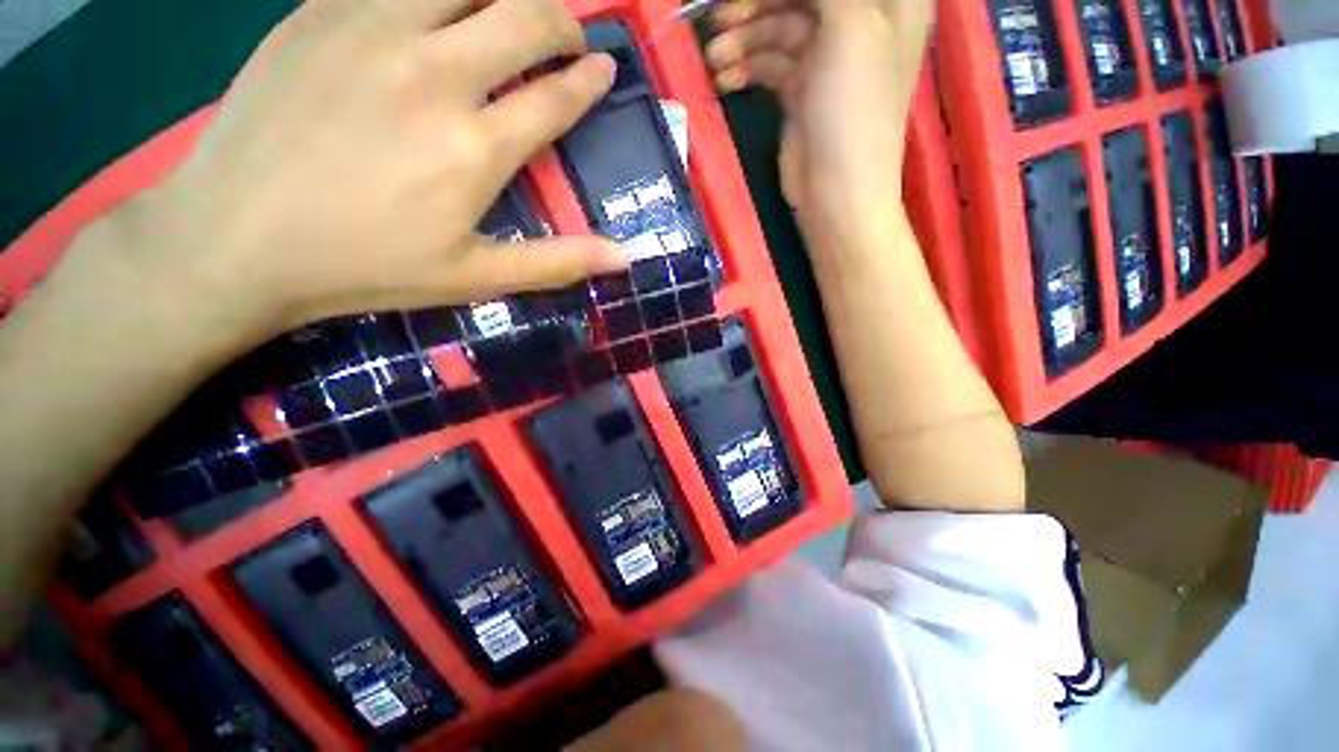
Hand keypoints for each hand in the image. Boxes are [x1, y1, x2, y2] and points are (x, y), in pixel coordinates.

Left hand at [120, 0, 624, 338]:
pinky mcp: (320, 11)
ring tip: (513, 13)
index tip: (603, 72)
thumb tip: (625, 258)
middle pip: (522, 18)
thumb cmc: (367, 266)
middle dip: (561, 23)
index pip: (555, 97)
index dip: (589, 81)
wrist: (236, 237)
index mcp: (475, 148)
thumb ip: (557, 262)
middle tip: (569, 39)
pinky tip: (440, 7)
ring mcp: (371, 29)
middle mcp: (435, 73)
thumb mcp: (476, 279)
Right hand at [705, 0, 932, 229]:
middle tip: (716, 17)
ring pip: (778, 30)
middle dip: (756, 6)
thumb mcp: (851, 27)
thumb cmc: (853, 109)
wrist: (836, 193)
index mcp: (889, 0)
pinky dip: (745, 69)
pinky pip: (769, 66)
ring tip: (713, 59)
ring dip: (742, 41)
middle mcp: (858, 22)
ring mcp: (826, 59)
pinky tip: (724, 80)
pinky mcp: (800, 92)